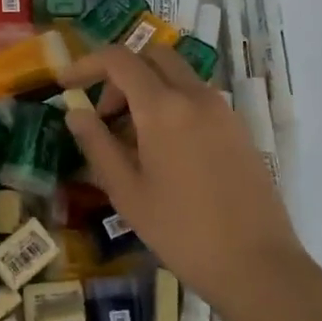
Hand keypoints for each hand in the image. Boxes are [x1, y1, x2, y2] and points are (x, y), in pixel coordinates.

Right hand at [59, 45, 321, 320]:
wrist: (256, 264)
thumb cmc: (180, 231)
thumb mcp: (126, 192)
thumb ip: (97, 144)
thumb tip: (76, 112)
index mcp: (163, 108)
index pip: (119, 59)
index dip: (87, 64)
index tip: (65, 84)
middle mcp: (196, 96)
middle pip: (153, 56)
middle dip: (121, 74)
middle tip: (105, 115)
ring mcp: (223, 110)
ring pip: (178, 76)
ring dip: (148, 89)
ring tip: (132, 139)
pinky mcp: (239, 128)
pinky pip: (198, 98)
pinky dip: (173, 105)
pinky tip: (165, 152)